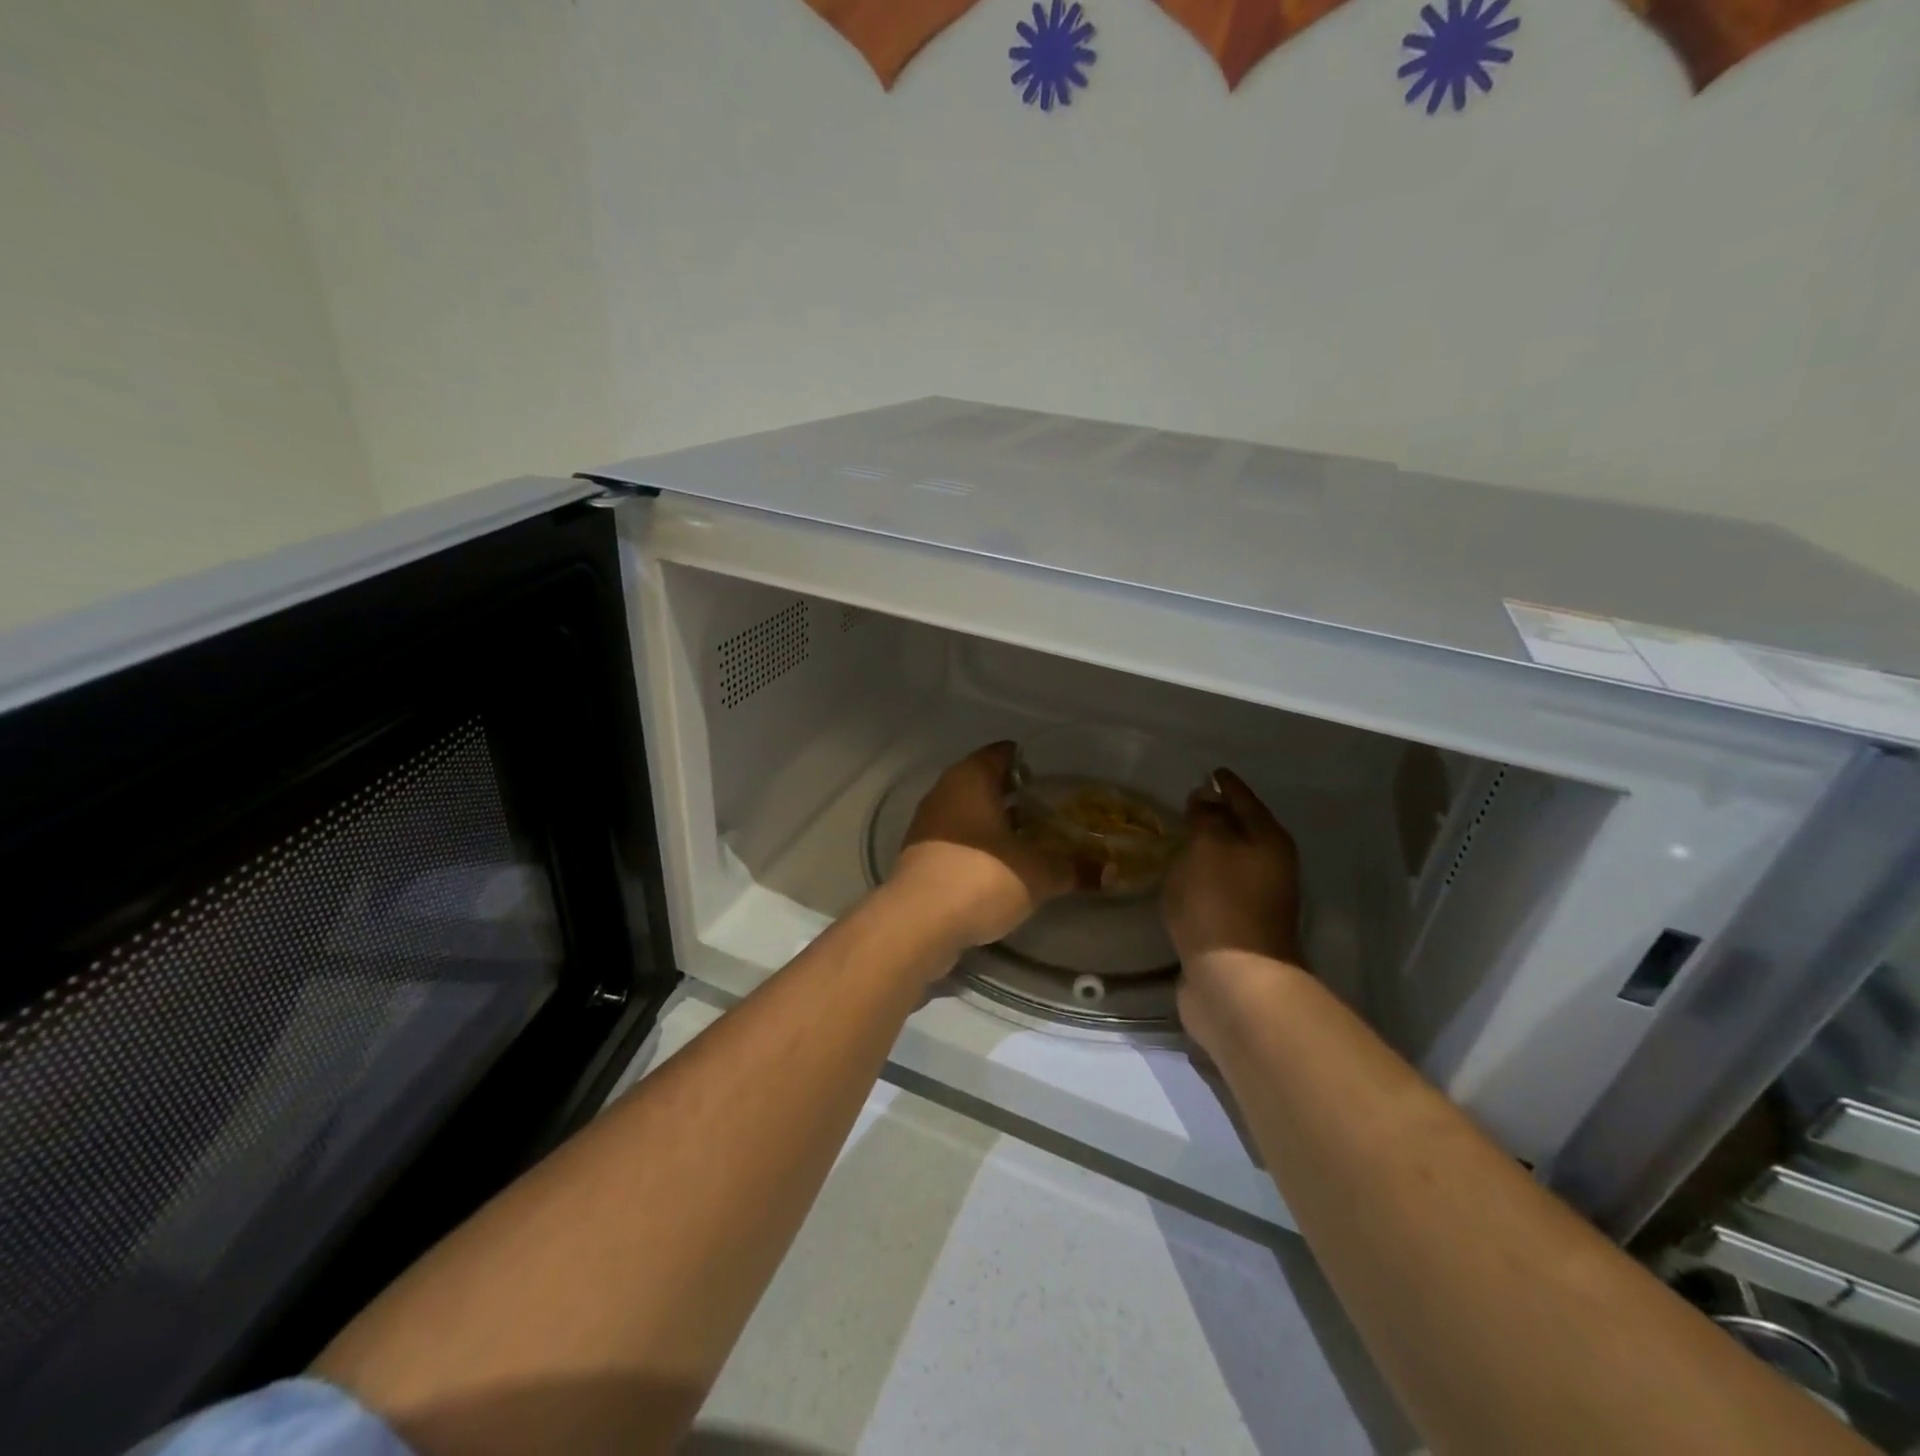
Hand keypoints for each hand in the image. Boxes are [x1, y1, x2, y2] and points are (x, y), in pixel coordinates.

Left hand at [890, 742, 1077, 949]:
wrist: (919, 922)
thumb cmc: (982, 877)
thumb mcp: (1039, 873)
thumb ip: (1075, 868)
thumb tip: (1111, 872)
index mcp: (971, 778)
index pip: (1004, 753)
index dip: (1032, 762)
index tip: (1058, 779)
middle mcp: (945, 792)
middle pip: (986, 783)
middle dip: (1018, 797)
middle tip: (1054, 812)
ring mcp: (928, 824)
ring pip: (971, 814)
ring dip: (998, 825)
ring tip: (1035, 842)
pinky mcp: (920, 855)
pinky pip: (958, 840)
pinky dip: (980, 848)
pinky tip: (1004, 868)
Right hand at [1162, 770, 1305, 1038]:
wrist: (1234, 981)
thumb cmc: (1220, 903)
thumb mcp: (1208, 847)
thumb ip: (1206, 818)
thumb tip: (1207, 799)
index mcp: (1269, 841)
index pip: (1245, 800)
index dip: (1226, 785)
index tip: (1210, 772)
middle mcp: (1271, 868)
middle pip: (1242, 831)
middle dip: (1218, 817)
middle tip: (1188, 804)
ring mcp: (1257, 901)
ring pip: (1229, 863)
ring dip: (1208, 851)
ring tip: (1178, 839)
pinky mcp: (1237, 929)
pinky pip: (1216, 890)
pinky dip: (1201, 880)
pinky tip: (1180, 879)